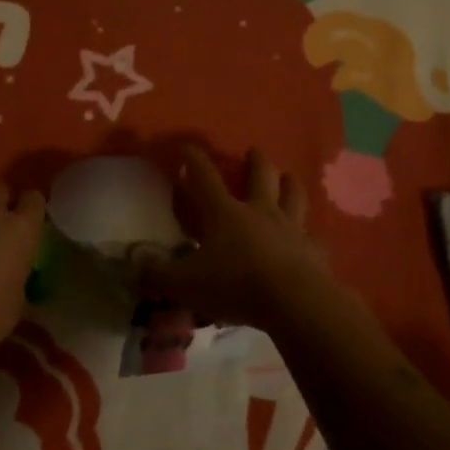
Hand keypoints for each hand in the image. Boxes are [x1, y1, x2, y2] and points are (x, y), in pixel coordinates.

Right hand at [141, 148, 335, 330]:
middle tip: (254, 151)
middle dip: (256, 161)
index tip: (186, 147)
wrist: (294, 302)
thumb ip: (157, 275)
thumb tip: (135, 266)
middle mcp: (260, 212)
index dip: (193, 159)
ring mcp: (291, 229)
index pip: (204, 177)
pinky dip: (309, 238)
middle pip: (260, 176)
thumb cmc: (235, 285)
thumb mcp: (185, 284)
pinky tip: (310, 241)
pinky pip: (313, 239)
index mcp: (225, 213)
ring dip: (289, 184)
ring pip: (294, 196)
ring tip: (288, 178)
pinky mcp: (314, 252)